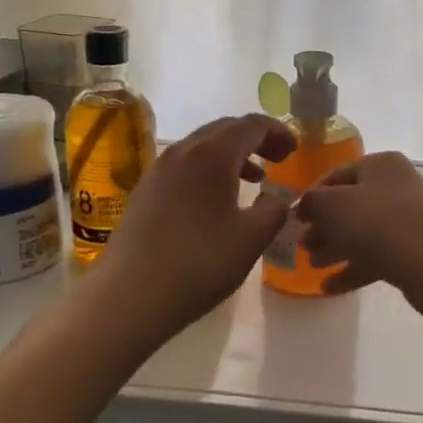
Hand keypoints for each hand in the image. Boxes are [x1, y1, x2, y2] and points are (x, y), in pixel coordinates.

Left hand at [95, 114, 295, 338]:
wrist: (128, 297)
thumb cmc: (199, 263)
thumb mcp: (252, 238)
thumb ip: (275, 210)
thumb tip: (276, 197)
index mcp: (212, 155)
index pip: (252, 125)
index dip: (278, 132)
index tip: (295, 150)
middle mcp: (182, 152)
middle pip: (225, 129)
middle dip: (255, 139)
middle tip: (278, 159)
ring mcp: (158, 170)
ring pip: (202, 147)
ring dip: (232, 155)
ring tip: (254, 179)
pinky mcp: (144, 192)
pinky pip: (185, 165)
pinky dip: (209, 170)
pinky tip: (217, 201)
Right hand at [294, 152, 422, 307]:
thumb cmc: (378, 223)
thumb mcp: (332, 206)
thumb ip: (312, 202)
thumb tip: (306, 205)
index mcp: (380, 164)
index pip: (336, 175)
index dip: (312, 196)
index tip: (293, 219)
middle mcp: (396, 186)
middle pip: (350, 205)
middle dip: (324, 227)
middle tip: (302, 247)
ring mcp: (407, 219)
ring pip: (362, 232)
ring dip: (336, 248)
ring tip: (313, 266)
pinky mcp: (413, 250)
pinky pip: (376, 255)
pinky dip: (353, 268)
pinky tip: (329, 287)